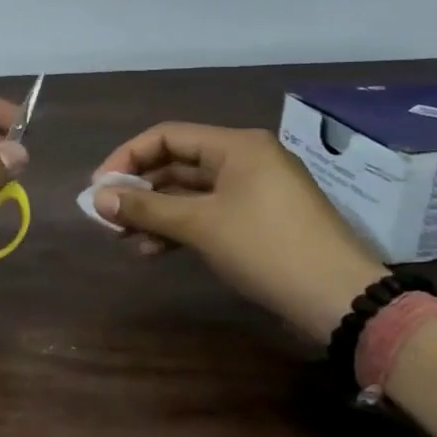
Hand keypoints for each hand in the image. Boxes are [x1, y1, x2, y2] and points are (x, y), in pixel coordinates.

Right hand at [91, 123, 389, 343]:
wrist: (340, 300)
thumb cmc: (267, 248)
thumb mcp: (199, 225)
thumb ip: (145, 208)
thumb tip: (96, 199)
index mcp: (236, 146)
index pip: (166, 136)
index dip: (126, 158)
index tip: (98, 188)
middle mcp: (244, 159)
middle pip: (175, 163)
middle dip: (138, 189)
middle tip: (106, 216)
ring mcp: (253, 191)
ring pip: (187, 192)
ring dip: (153, 212)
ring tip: (124, 239)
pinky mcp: (257, 220)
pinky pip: (205, 212)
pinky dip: (177, 227)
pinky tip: (152, 250)